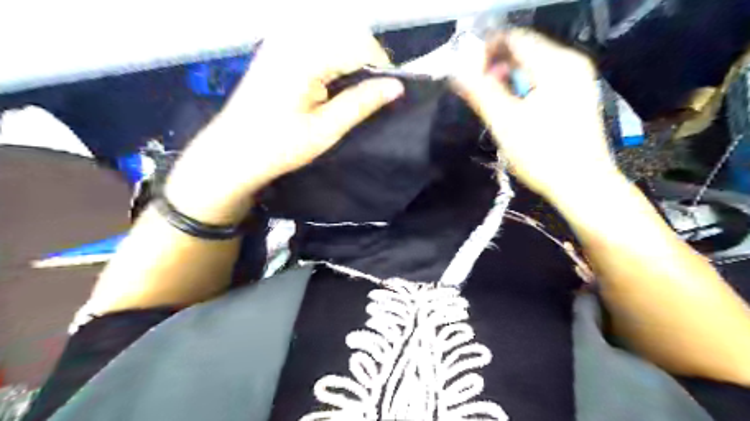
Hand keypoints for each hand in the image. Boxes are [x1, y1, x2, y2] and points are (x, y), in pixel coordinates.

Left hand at [164, 25, 403, 223]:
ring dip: (350, 55)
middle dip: (366, 57)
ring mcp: (280, 39)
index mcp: (302, 57)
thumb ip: (361, 103)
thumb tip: (396, 86)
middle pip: (346, 30)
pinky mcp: (276, 46)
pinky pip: (316, 38)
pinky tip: (331, 80)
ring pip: (332, 31)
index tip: (388, 91)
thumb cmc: (278, 147)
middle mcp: (290, 37)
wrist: (233, 152)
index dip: (380, 64)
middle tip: (370, 93)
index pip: (358, 43)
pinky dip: (333, 55)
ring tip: (352, 89)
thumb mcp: (325, 130)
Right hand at [458, 28, 621, 201]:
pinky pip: (544, 78)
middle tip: (479, 91)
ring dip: (509, 78)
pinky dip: (524, 86)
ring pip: (533, 65)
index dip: (486, 50)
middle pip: (524, 50)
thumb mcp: (505, 122)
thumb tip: (458, 72)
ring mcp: (578, 78)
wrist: (582, 183)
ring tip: (495, 101)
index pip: (513, 39)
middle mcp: (571, 63)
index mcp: (555, 64)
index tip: (468, 73)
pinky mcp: (578, 94)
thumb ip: (480, 92)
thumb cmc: (541, 154)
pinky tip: (516, 107)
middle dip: (497, 66)